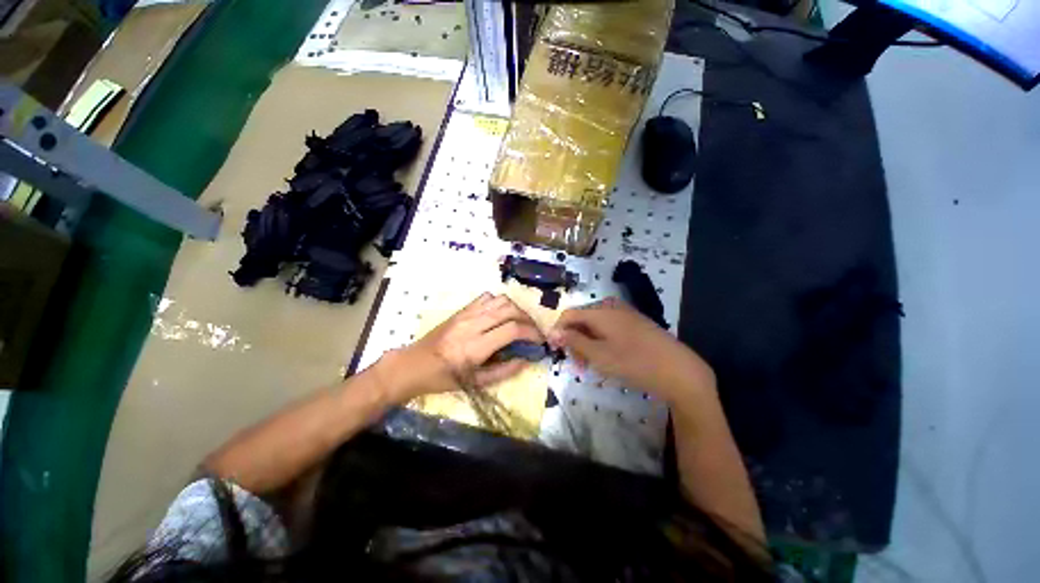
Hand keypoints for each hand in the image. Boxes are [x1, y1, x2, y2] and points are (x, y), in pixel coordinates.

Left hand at [379, 293, 544, 401]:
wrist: (413, 364)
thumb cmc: (443, 379)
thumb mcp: (475, 383)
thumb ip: (504, 370)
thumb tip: (527, 358)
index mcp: (475, 347)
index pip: (512, 329)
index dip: (531, 333)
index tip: (540, 341)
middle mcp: (472, 325)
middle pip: (510, 310)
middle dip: (528, 319)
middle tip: (534, 332)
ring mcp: (466, 314)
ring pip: (500, 300)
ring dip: (516, 309)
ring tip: (521, 323)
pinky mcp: (461, 309)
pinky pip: (487, 297)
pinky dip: (500, 303)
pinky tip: (502, 315)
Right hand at [548, 298, 714, 401]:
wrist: (679, 370)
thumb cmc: (634, 363)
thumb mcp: (598, 355)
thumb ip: (573, 341)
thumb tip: (552, 332)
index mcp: (600, 311)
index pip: (569, 314)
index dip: (559, 331)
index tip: (557, 351)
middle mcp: (611, 307)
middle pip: (582, 319)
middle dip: (575, 340)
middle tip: (577, 364)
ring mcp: (625, 314)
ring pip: (595, 325)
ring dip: (587, 343)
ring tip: (591, 364)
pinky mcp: (635, 323)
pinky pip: (609, 328)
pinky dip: (601, 341)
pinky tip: (607, 357)